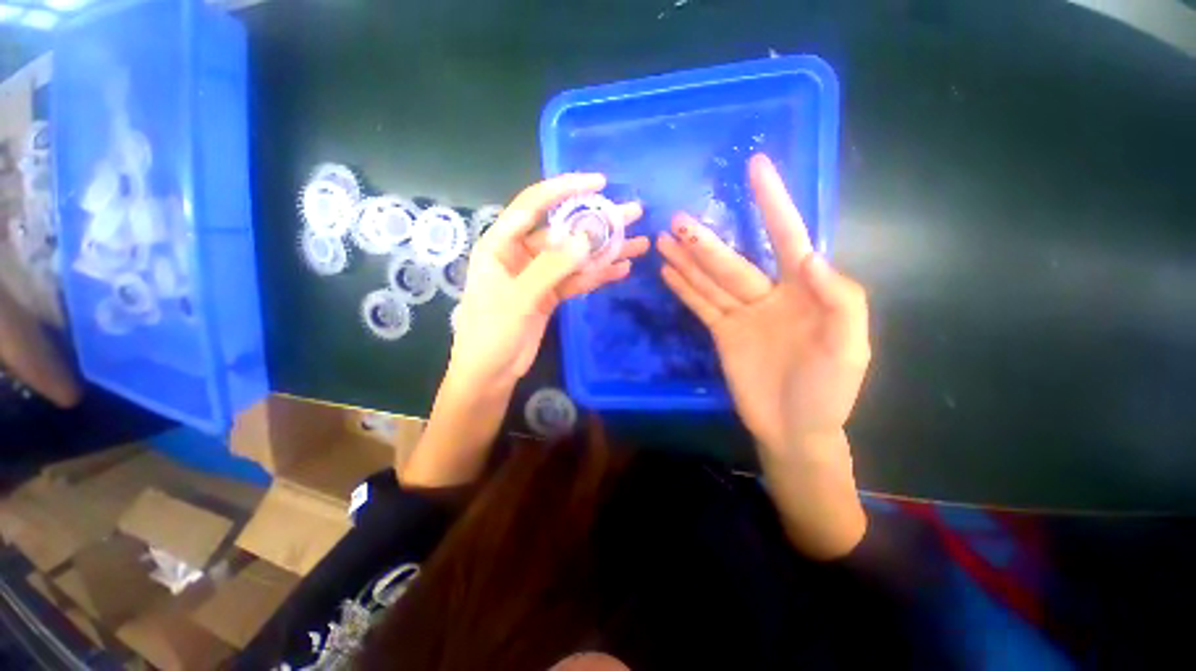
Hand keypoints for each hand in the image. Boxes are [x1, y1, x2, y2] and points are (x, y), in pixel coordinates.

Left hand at [449, 173, 647, 396]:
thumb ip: (552, 266)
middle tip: (632, 213)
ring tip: (638, 243)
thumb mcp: (520, 297)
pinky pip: (576, 280)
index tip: (599, 184)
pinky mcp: (550, 295)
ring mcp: (538, 275)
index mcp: (501, 244)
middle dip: (597, 222)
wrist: (490, 374)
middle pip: (563, 231)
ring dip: (605, 251)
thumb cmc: (491, 333)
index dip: (565, 189)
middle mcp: (520, 254)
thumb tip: (588, 237)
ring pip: (575, 257)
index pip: (534, 205)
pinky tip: (621, 270)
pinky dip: (597, 275)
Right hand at [657, 154, 869, 455]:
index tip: (756, 167)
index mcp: (805, 291)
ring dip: (688, 260)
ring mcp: (742, 314)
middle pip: (733, 260)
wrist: (795, 429)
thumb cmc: (829, 391)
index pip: (788, 237)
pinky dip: (685, 289)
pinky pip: (701, 306)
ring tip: (665, 238)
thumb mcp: (849, 347)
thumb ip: (839, 299)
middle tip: (679, 218)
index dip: (773, 202)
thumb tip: (811, 255)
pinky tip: (668, 271)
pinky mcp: (722, 333)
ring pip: (710, 280)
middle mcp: (770, 295)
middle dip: (706, 241)